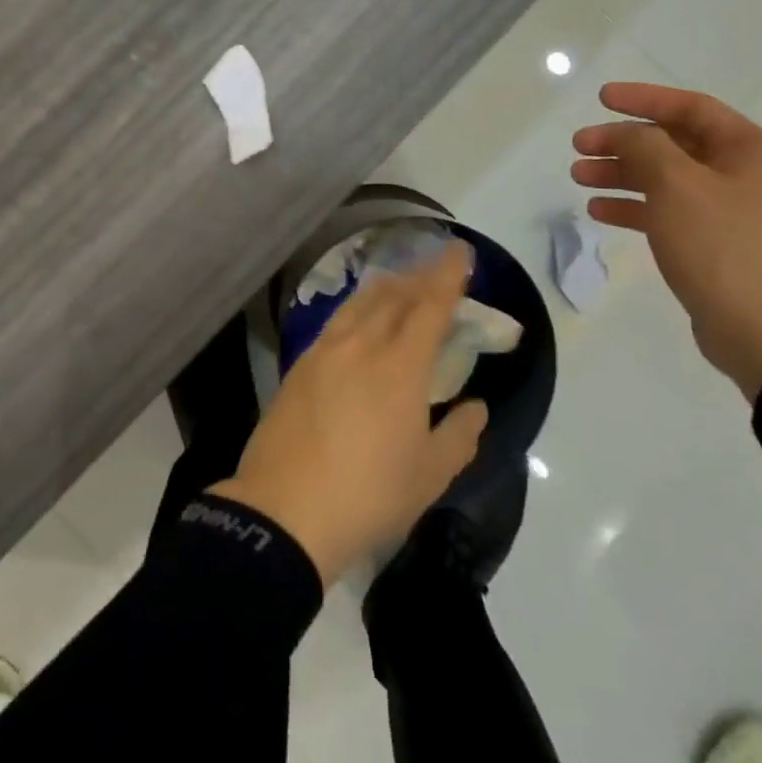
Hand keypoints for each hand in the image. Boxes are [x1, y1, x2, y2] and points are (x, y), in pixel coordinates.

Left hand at [210, 243, 487, 584]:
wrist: (285, 511)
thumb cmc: (368, 495)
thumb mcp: (429, 477)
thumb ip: (459, 436)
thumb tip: (477, 407)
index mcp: (400, 366)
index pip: (430, 306)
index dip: (448, 276)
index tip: (461, 251)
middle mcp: (362, 344)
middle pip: (394, 295)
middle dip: (420, 276)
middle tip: (437, 267)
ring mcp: (325, 350)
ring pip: (361, 302)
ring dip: (387, 287)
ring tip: (401, 283)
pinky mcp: (300, 364)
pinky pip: (337, 319)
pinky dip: (358, 307)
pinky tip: (359, 317)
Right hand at [571, 82, 761, 400]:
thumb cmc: (723, 247)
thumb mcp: (676, 184)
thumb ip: (644, 146)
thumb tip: (626, 135)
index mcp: (752, 153)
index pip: (692, 108)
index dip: (644, 99)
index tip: (601, 99)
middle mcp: (748, 177)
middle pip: (675, 144)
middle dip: (623, 142)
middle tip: (579, 146)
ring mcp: (735, 215)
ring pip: (668, 180)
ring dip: (622, 174)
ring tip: (579, 177)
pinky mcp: (719, 248)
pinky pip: (671, 213)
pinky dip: (636, 208)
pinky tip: (599, 211)